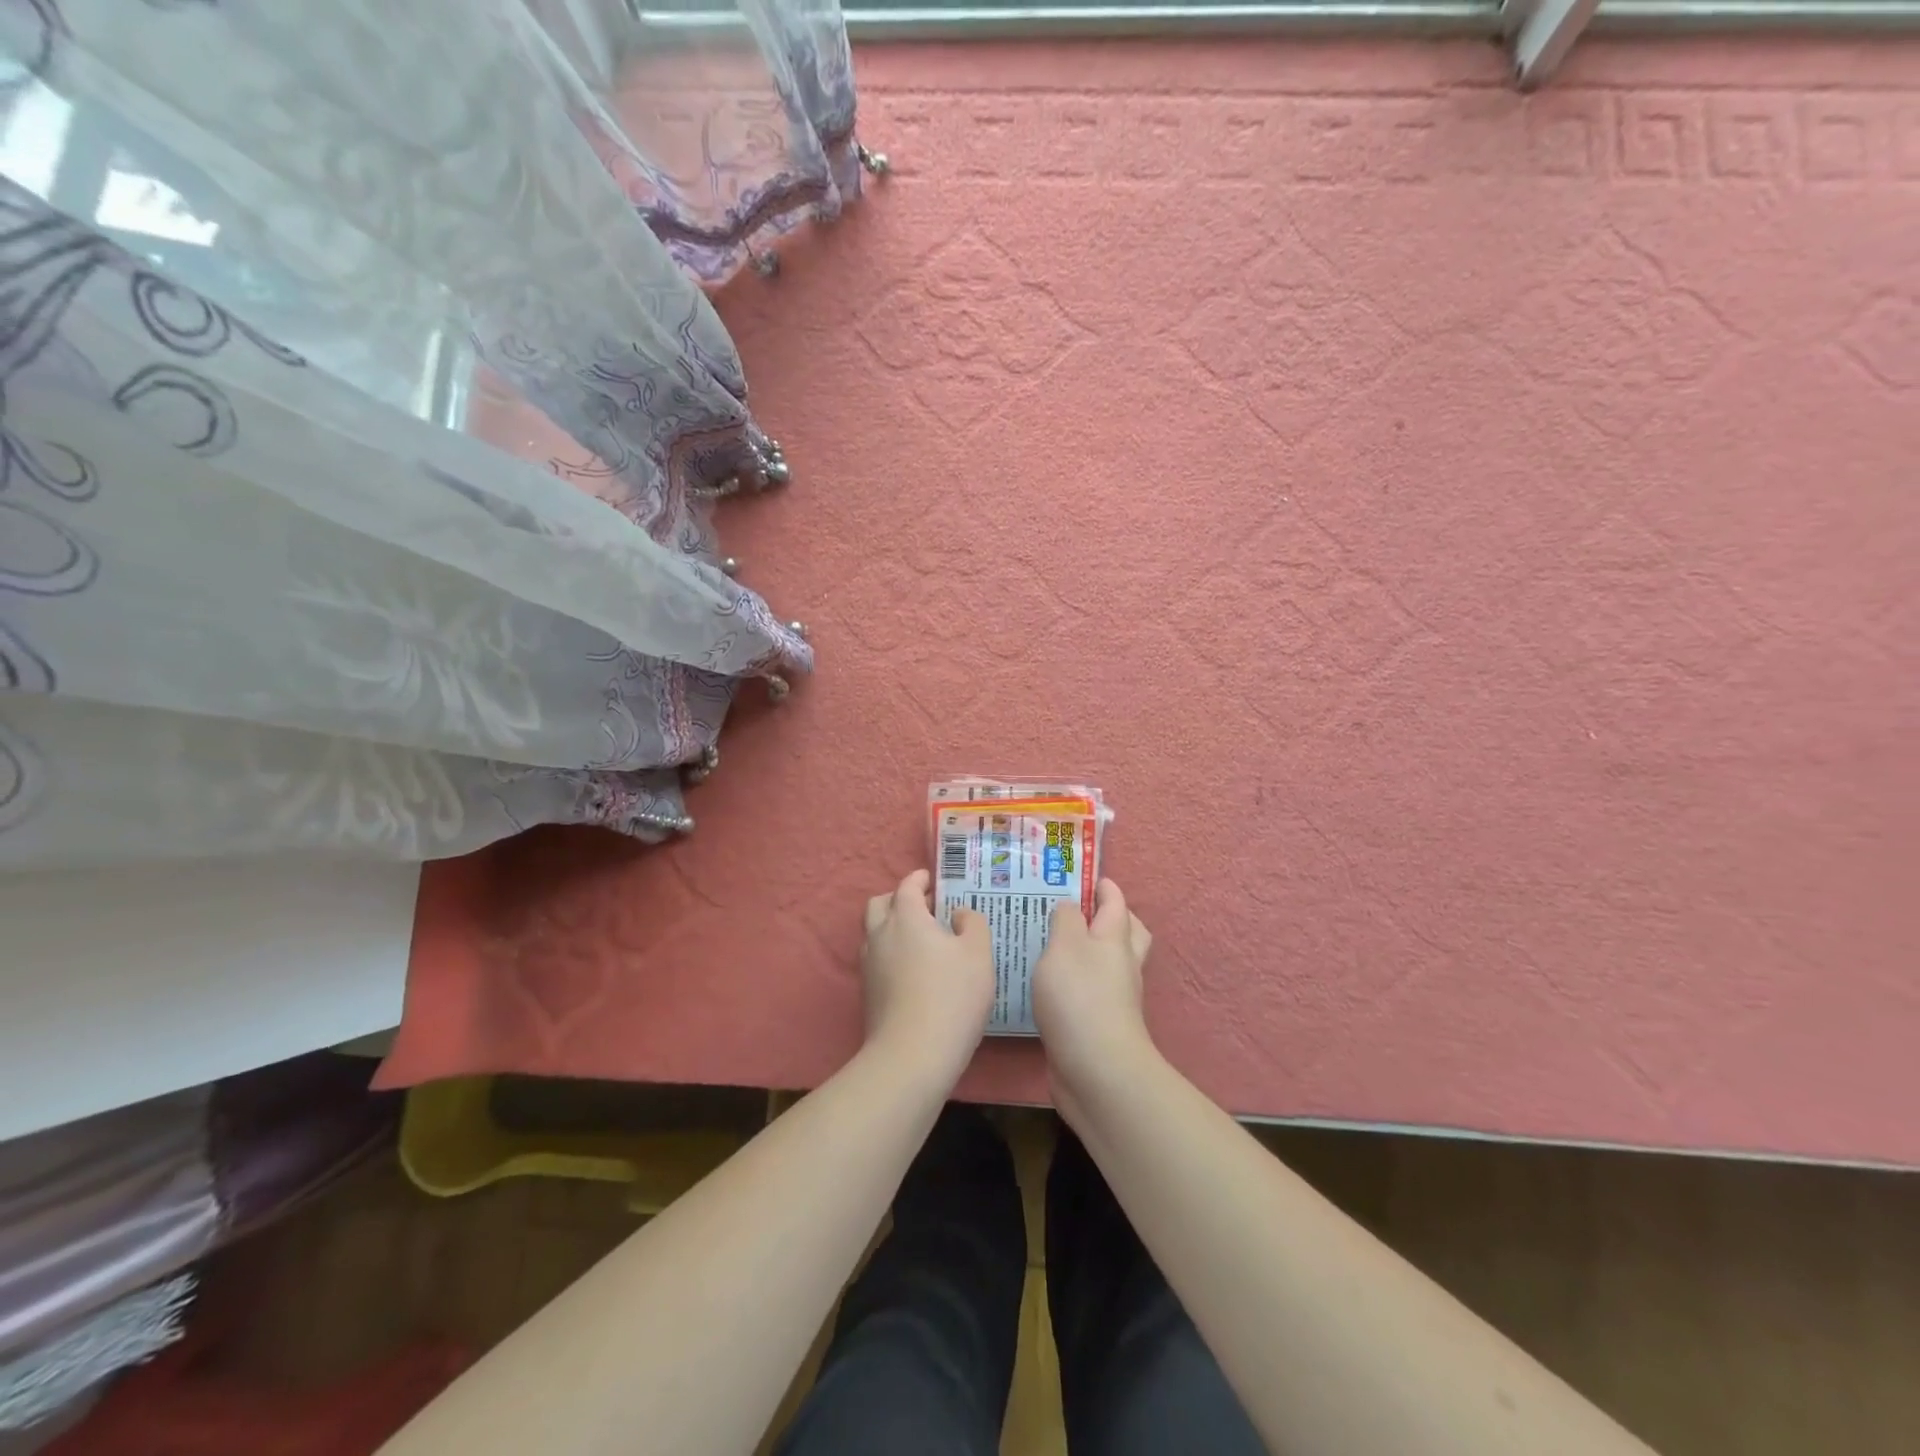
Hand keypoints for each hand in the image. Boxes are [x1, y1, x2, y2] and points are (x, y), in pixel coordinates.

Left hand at [860, 870, 994, 1080]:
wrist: (912, 1055)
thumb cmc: (951, 996)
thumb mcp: (978, 954)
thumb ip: (972, 924)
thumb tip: (956, 914)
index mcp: (906, 917)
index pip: (907, 886)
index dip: (919, 879)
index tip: (931, 879)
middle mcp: (880, 935)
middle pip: (880, 904)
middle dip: (899, 899)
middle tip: (924, 907)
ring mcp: (869, 966)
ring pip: (874, 933)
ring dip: (892, 927)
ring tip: (920, 939)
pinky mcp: (867, 993)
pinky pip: (876, 959)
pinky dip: (891, 953)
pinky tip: (913, 970)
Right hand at [1033, 879, 1154, 1103]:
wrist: (1097, 1071)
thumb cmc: (1079, 997)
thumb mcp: (1065, 945)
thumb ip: (1065, 919)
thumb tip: (1069, 907)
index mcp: (1115, 940)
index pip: (1116, 904)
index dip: (1105, 887)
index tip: (1088, 876)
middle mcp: (1121, 966)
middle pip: (1126, 934)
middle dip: (1111, 918)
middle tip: (1082, 909)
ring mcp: (1114, 998)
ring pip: (1108, 964)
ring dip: (1091, 951)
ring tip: (1055, 943)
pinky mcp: (1099, 1025)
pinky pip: (1091, 992)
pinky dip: (1077, 981)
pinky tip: (1051, 984)